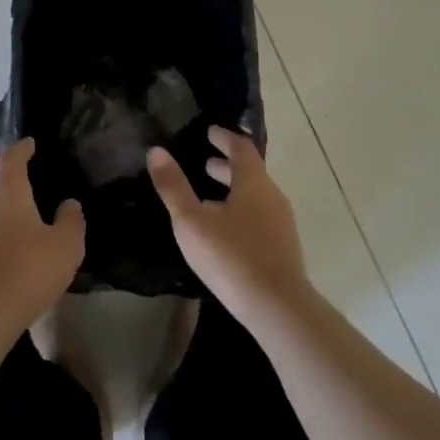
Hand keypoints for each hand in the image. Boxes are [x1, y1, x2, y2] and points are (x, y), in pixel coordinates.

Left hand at [0, 139, 84, 333]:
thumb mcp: (66, 245)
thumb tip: (69, 204)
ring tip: (23, 224)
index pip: (11, 158)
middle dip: (12, 182)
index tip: (30, 144)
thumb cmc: (28, 268)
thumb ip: (71, 220)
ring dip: (3, 212)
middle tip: (31, 188)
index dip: (22, 149)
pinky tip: (10, 254)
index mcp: (7, 190)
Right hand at [148, 126, 308, 321]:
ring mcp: (281, 222)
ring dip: (234, 189)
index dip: (224, 137)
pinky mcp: (283, 247)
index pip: (240, 147)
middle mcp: (272, 195)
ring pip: (256, 195)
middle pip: (250, 171)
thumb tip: (156, 151)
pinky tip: (225, 230)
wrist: (277, 308)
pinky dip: (242, 210)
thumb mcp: (191, 221)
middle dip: (227, 165)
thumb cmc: (231, 256)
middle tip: (205, 162)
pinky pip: (260, 216)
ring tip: (210, 197)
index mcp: (253, 181)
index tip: (210, 131)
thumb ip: (173, 187)